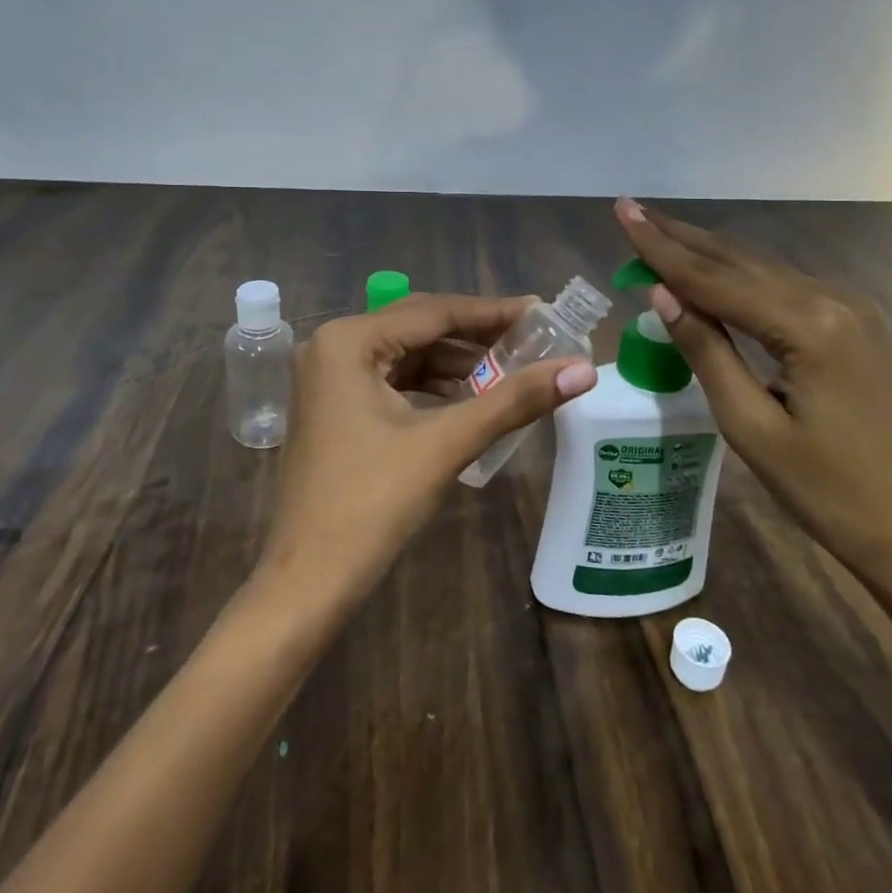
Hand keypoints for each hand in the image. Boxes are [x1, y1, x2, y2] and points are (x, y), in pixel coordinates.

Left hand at [255, 294, 596, 611]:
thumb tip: (583, 370)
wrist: (308, 581)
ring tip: (511, 370)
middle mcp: (331, 346)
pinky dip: (431, 386)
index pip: (433, 312)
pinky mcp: (333, 406)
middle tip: (533, 339)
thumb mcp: (446, 443)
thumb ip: (514, 400)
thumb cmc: (372, 504)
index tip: (542, 311)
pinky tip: (468, 398)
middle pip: (418, 327)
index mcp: (348, 340)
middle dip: (475, 336)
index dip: (492, 312)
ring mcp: (327, 377)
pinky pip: (391, 380)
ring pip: (405, 354)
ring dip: (455, 362)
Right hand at [615, 198, 891, 594]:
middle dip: (679, 237)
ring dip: (705, 253)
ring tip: (656, 232)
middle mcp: (832, 300)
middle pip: (738, 261)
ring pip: (759, 269)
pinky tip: (708, 271)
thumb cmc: (823, 490)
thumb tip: (660, 293)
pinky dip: (736, 276)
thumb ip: (705, 350)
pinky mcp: (852, 324)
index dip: (661, 248)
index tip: (622, 213)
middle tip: (631, 210)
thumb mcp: (749, 425)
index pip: (714, 278)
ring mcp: (848, 309)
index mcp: (808, 326)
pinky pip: (780, 287)